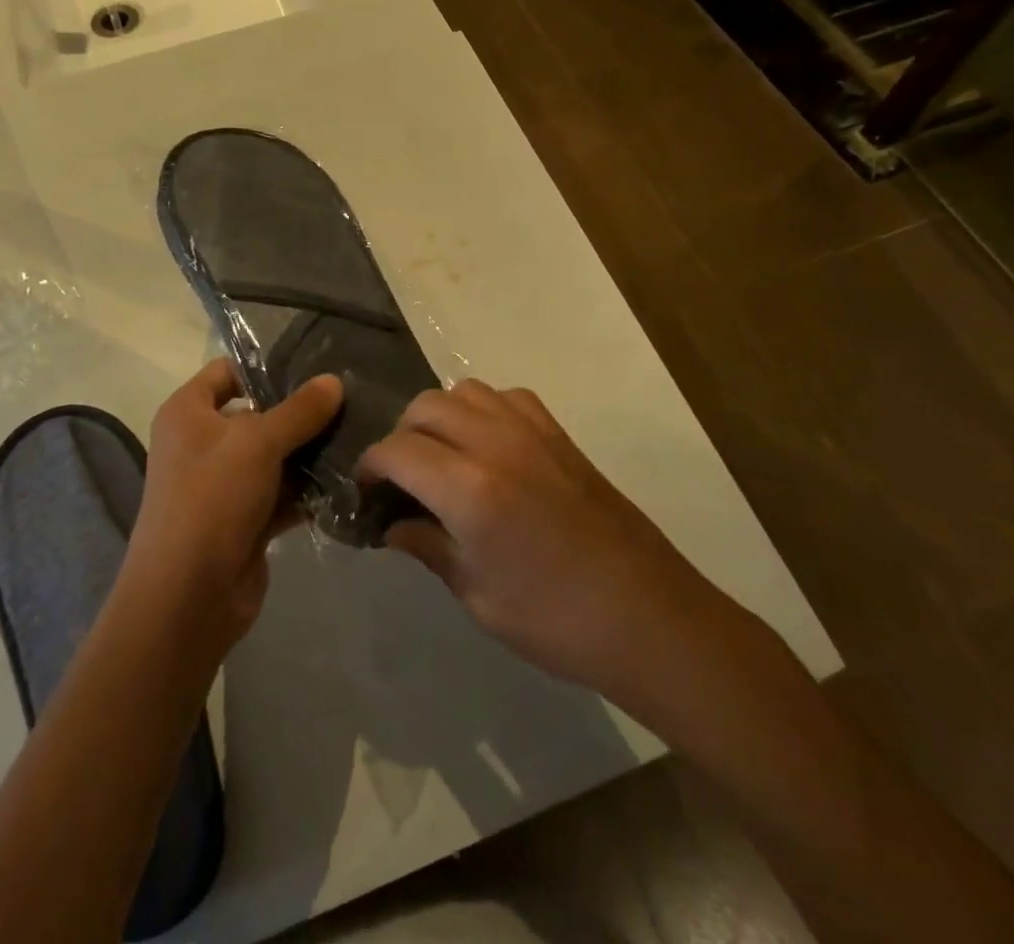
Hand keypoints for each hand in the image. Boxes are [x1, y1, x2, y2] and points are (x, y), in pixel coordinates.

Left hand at [126, 359, 343, 649]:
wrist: (187, 598)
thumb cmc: (211, 499)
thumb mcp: (257, 443)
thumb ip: (299, 410)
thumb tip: (334, 380)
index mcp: (188, 412)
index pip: (227, 371)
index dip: (265, 366)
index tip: (313, 365)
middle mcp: (202, 443)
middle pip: (256, 414)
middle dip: (299, 411)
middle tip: (349, 399)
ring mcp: (224, 484)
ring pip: (273, 456)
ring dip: (309, 452)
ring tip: (358, 434)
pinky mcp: (245, 520)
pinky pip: (281, 493)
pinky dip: (308, 489)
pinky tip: (347, 477)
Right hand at [357, 380, 723, 706]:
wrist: (648, 616)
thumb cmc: (556, 621)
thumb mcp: (478, 596)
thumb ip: (428, 548)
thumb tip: (392, 526)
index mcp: (469, 489)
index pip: (397, 451)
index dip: (371, 466)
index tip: (365, 489)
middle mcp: (495, 443)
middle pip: (425, 407)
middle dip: (401, 436)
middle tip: (402, 478)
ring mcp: (531, 431)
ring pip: (463, 390)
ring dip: (440, 416)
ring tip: (442, 457)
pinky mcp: (559, 434)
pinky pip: (506, 396)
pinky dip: (483, 410)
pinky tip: (488, 446)